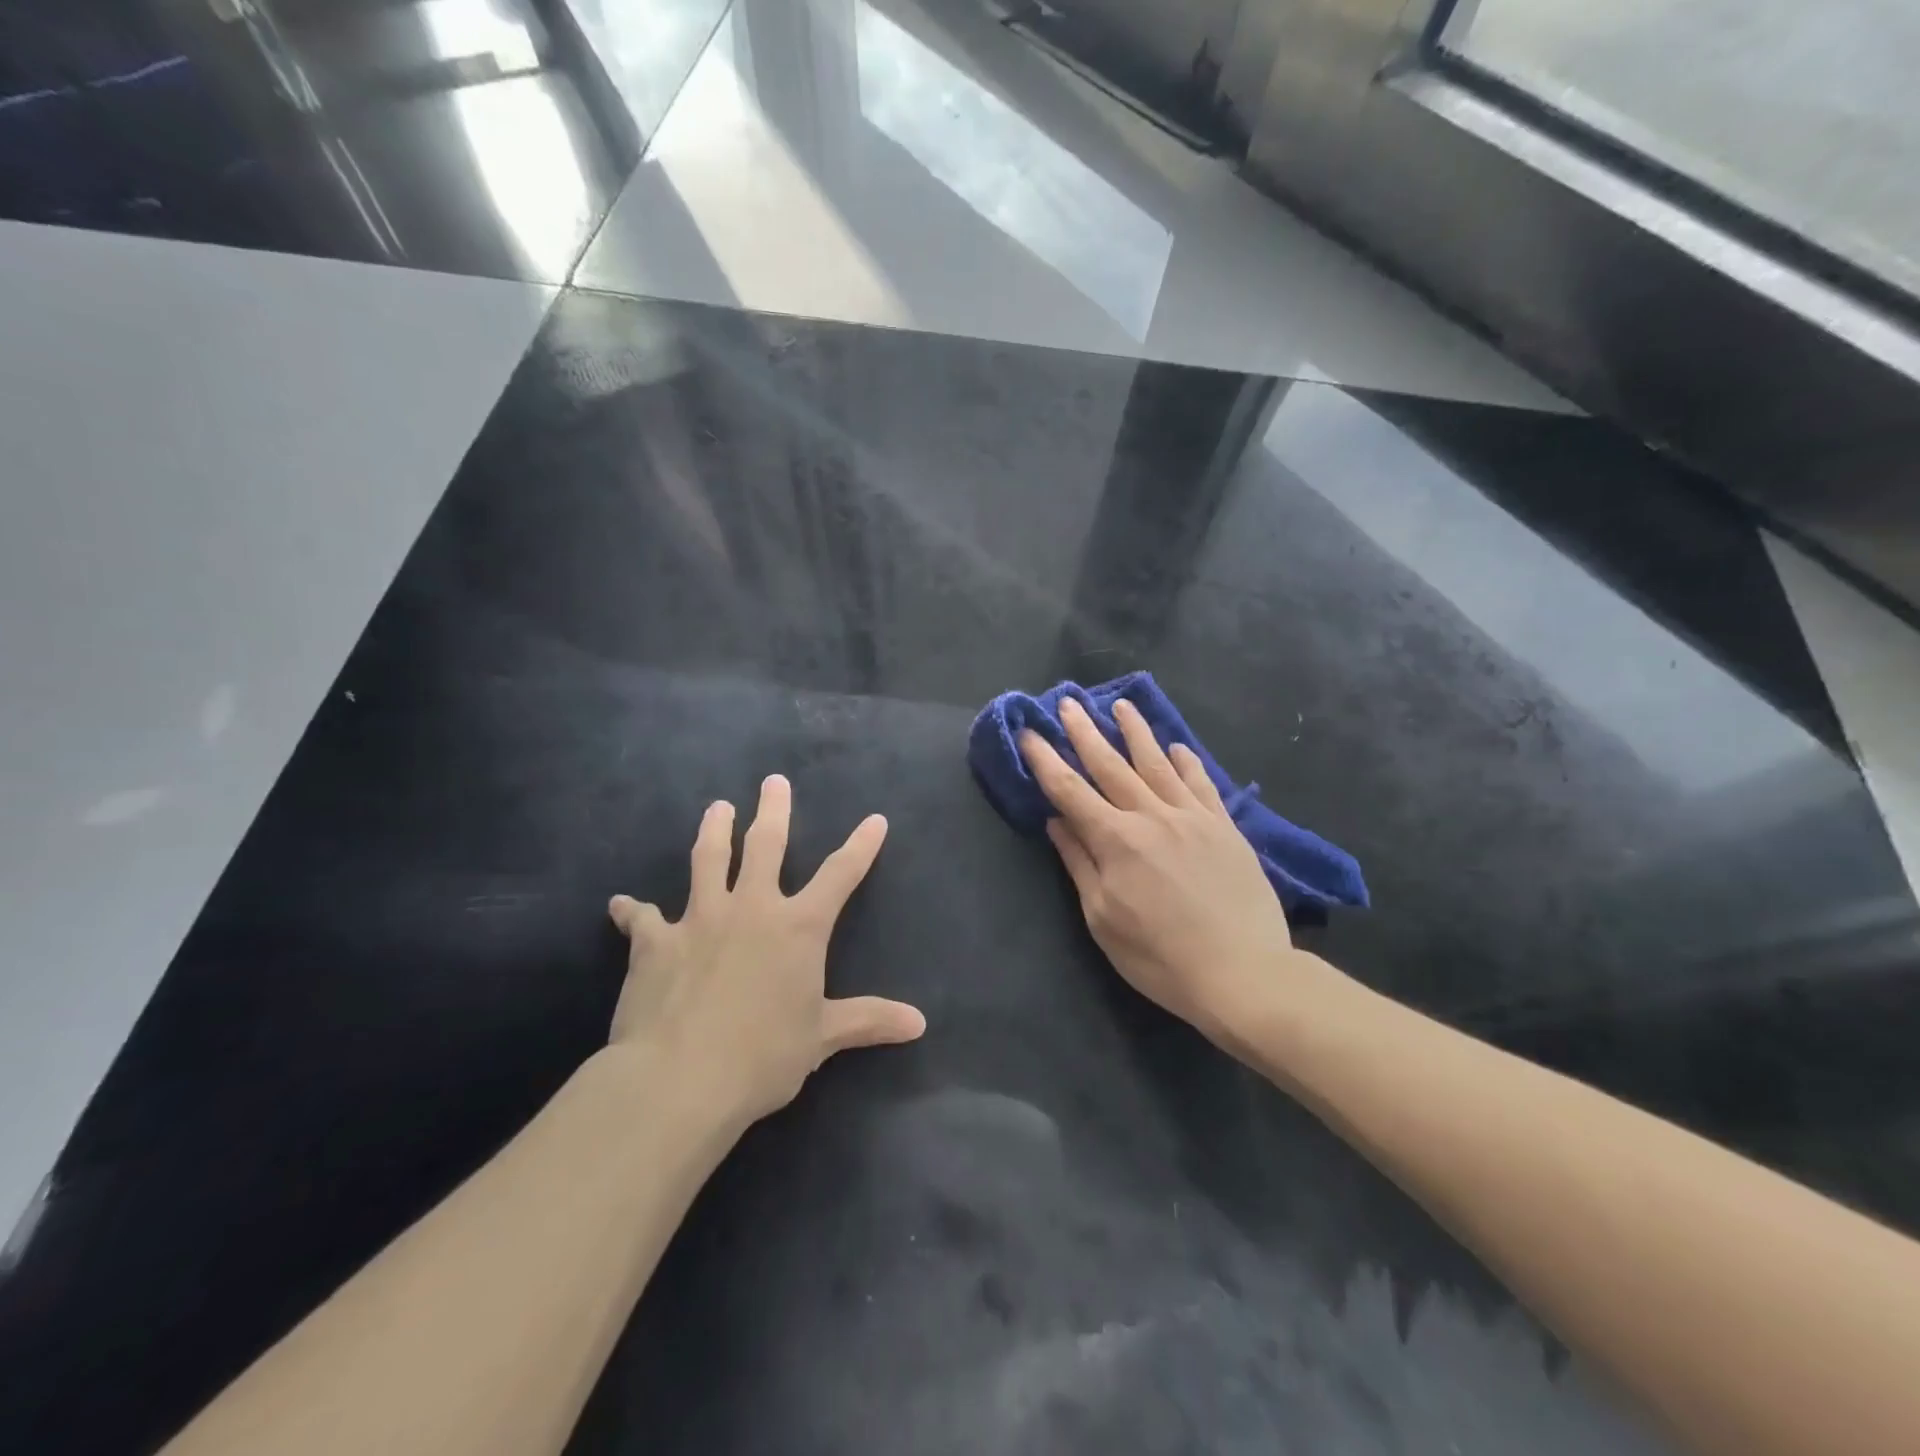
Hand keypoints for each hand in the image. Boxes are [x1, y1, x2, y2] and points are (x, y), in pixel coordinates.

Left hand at [606, 776, 925, 1124]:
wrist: (681, 1078)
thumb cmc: (763, 1056)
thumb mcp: (822, 1038)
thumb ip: (868, 1021)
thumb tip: (919, 1023)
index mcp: (798, 927)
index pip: (840, 875)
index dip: (861, 846)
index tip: (875, 819)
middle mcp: (752, 908)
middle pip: (766, 845)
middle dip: (773, 810)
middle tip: (773, 781)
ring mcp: (700, 918)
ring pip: (707, 860)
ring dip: (713, 830)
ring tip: (716, 808)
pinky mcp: (655, 941)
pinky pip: (641, 918)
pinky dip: (631, 910)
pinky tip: (619, 904)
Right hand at [1020, 696, 1305, 1038]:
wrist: (1242, 972)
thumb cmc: (1159, 956)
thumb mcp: (1103, 918)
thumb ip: (1079, 864)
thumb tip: (1057, 821)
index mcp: (1115, 840)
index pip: (1069, 790)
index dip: (1045, 760)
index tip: (1028, 733)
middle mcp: (1151, 816)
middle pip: (1110, 766)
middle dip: (1084, 732)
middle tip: (1069, 702)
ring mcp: (1192, 818)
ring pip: (1157, 764)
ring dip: (1136, 732)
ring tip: (1120, 706)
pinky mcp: (1224, 828)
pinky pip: (1201, 784)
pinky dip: (1186, 762)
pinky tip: (1177, 747)